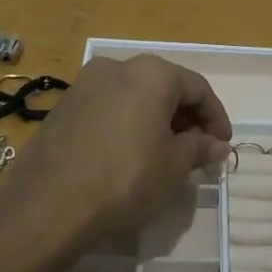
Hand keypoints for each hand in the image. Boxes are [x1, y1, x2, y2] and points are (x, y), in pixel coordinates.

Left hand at [4, 55, 231, 240]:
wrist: (48, 203)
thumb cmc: (124, 179)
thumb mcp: (173, 167)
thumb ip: (199, 149)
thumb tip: (218, 145)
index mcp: (151, 73)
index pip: (197, 88)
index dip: (216, 117)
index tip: (222, 145)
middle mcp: (117, 67)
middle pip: (164, 87)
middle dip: (185, 117)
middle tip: (197, 150)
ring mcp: (85, 84)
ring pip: (134, 96)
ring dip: (155, 120)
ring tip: (165, 154)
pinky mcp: (63, 106)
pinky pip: (108, 107)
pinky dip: (127, 123)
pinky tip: (129, 154)